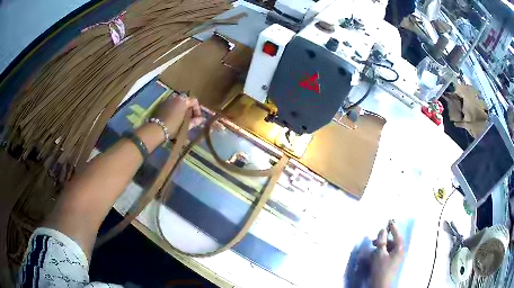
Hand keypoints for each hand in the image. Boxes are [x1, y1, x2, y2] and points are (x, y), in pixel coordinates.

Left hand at [152, 93, 204, 135]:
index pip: (194, 101)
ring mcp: (168, 100)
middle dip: (189, 108)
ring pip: (178, 102)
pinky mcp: (161, 104)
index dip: (197, 109)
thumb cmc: (173, 127)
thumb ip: (194, 121)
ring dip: (182, 109)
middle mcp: (176, 97)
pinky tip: (174, 118)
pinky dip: (175, 109)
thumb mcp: (185, 125)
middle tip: (190, 118)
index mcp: (183, 101)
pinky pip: (171, 104)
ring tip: (182, 119)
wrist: (156, 129)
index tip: (197, 118)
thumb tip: (201, 119)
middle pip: (186, 100)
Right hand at [371, 221, 404, 287]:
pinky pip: (388, 254)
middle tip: (374, 240)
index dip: (392, 227)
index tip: (389, 220)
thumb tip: (383, 230)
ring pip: (389, 248)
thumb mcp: (379, 254)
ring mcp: (397, 258)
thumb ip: (381, 241)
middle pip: (393, 241)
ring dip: (382, 246)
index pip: (397, 234)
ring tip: (373, 248)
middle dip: (384, 239)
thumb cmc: (381, 269)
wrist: (382, 286)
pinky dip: (382, 252)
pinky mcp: (392, 264)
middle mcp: (400, 251)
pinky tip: (375, 256)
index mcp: (399, 247)